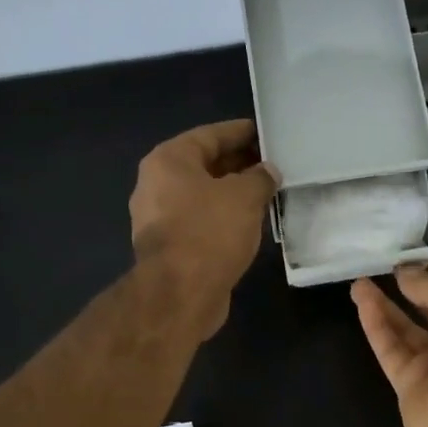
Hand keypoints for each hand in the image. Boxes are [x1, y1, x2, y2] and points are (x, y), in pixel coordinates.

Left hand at [130, 119, 277, 338]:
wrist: (180, 293)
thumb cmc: (209, 232)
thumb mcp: (244, 197)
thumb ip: (260, 178)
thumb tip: (267, 172)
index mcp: (168, 160)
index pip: (210, 135)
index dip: (240, 133)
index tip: (266, 133)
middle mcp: (156, 184)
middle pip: (204, 165)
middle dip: (238, 164)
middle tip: (271, 165)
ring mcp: (158, 219)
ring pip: (202, 196)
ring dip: (231, 194)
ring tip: (265, 194)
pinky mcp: (168, 248)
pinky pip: (200, 222)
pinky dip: (222, 218)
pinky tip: (247, 224)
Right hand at [351, 257, 427, 426]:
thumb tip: (406, 271)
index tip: (404, 247)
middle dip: (405, 285)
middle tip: (376, 262)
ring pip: (404, 329)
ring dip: (383, 304)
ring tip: (359, 280)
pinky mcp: (409, 385)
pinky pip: (390, 350)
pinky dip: (376, 326)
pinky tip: (362, 302)